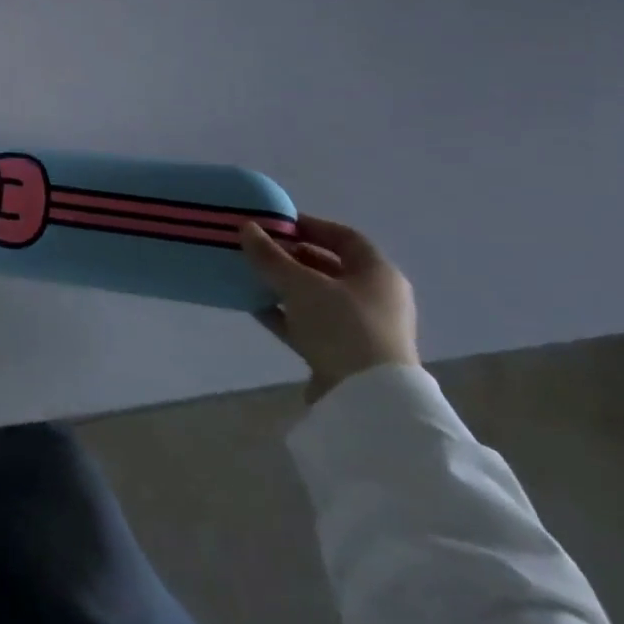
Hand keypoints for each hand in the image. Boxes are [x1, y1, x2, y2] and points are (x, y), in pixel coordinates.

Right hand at [241, 215, 418, 402]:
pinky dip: (285, 314)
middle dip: (292, 256)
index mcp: (378, 273)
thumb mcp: (301, 285)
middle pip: (329, 267)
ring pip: (316, 297)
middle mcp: (374, 297)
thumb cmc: (342, 327)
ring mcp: (360, 328)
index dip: (310, 226)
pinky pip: (309, 324)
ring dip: (285, 286)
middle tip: (258, 249)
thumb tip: (246, 227)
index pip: (344, 237)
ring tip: (251, 275)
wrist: (367, 400)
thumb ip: (271, 256)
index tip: (276, 223)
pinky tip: (255, 307)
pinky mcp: (343, 354)